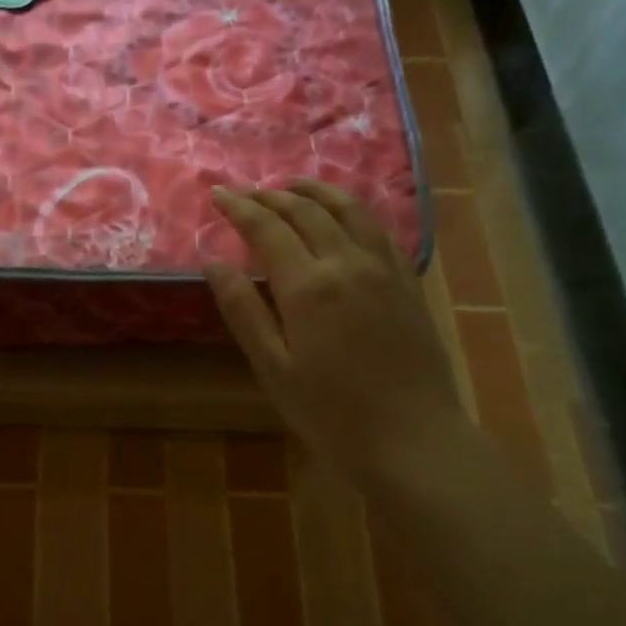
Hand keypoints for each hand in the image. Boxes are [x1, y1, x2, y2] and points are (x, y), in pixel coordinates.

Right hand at [206, 181, 460, 481]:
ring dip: (316, 192)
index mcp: (309, 286)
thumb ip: (243, 310)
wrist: (412, 439)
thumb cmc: (330, 413)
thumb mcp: (273, 367)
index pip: (267, 228)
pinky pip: (378, 229)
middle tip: (246, 192)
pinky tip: (344, 216)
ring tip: (293, 186)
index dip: (240, 207)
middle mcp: (348, 263)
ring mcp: (385, 270)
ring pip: (349, 211)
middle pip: (307, 212)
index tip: (218, 193)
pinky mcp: (408, 283)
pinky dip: (353, 211)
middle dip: (272, 196)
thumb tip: (213, 262)